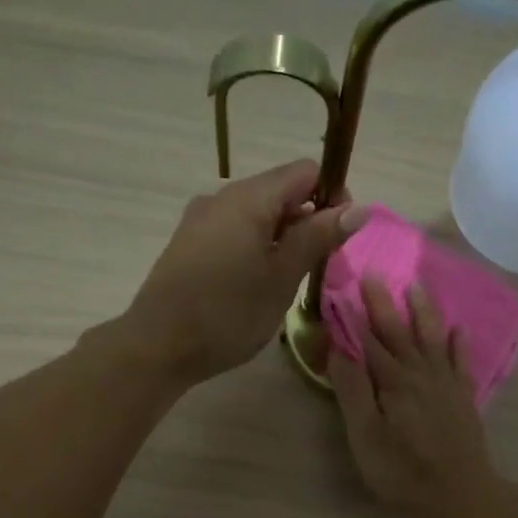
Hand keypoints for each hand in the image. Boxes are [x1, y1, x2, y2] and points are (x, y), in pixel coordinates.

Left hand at [124, 160, 365, 384]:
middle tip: (316, 267)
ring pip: (256, 214)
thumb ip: (318, 238)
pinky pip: (234, 231)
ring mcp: (200, 219)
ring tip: (287, 281)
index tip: (339, 238)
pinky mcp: (188, 243)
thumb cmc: (228, 313)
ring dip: (282, 237)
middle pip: (280, 191)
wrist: (158, 345)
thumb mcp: (282, 277)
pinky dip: (255, 247)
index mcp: (249, 197)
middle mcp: (222, 196)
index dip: (331, 197)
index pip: (305, 172)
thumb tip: (359, 208)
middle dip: (307, 220)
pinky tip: (255, 283)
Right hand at [330, 279, 499, 517]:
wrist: (461, 492)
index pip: (368, 341)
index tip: (342, 288)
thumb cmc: (404, 470)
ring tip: (417, 286)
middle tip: (374, 273)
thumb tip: (339, 350)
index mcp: (392, 381)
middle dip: (384, 304)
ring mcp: (445, 384)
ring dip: (423, 312)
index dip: (353, 317)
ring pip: (432, 338)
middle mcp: (420, 373)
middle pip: (399, 332)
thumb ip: (352, 391)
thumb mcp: (366, 436)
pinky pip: (462, 362)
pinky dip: (460, 344)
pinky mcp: (463, 398)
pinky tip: (461, 330)